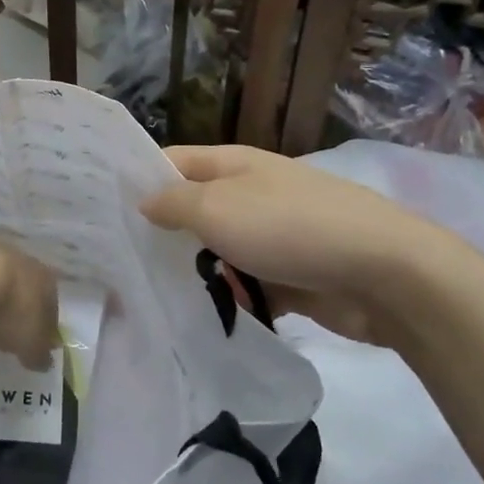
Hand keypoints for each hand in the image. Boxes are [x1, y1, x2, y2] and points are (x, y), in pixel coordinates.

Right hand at [139, 146, 468, 343]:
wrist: (382, 273)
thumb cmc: (289, 228)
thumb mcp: (218, 207)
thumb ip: (174, 203)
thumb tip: (144, 199)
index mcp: (234, 165)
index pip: (172, 162)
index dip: (138, 180)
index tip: (101, 211)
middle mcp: (251, 194)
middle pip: (194, 209)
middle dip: (162, 234)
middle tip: (117, 264)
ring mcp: (273, 235)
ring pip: (219, 252)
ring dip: (195, 273)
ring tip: (151, 300)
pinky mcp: (292, 276)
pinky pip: (248, 285)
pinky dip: (231, 299)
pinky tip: (202, 322)